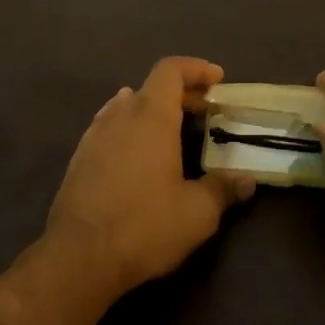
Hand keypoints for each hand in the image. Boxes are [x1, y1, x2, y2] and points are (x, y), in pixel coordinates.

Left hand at [44, 56, 254, 296]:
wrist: (78, 256)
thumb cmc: (144, 225)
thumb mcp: (196, 213)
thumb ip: (223, 190)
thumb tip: (247, 181)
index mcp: (151, 115)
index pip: (171, 70)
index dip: (195, 68)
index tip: (217, 79)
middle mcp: (121, 115)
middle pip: (152, 87)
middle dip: (181, 93)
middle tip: (205, 110)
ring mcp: (95, 135)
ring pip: (128, 106)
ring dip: (154, 110)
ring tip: (174, 129)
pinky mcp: (80, 158)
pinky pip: (110, 127)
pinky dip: (131, 128)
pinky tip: (139, 154)